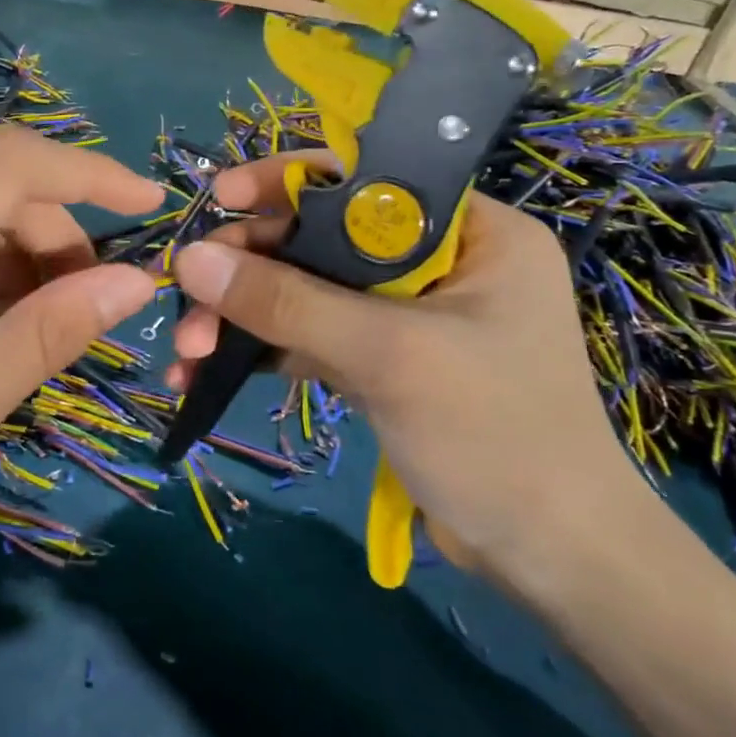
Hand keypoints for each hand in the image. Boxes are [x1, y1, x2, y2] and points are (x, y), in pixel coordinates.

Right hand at [168, 155, 652, 587]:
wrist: (549, 559)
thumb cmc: (495, 436)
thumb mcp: (390, 356)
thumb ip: (289, 303)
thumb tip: (191, 258)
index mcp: (471, 231)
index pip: (369, 178)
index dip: (289, 181)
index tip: (222, 199)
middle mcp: (437, 262)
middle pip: (323, 238)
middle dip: (249, 267)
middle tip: (186, 294)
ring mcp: (403, 316)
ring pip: (306, 292)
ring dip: (243, 315)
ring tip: (186, 349)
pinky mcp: (380, 363)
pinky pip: (308, 338)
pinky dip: (260, 352)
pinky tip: (204, 373)